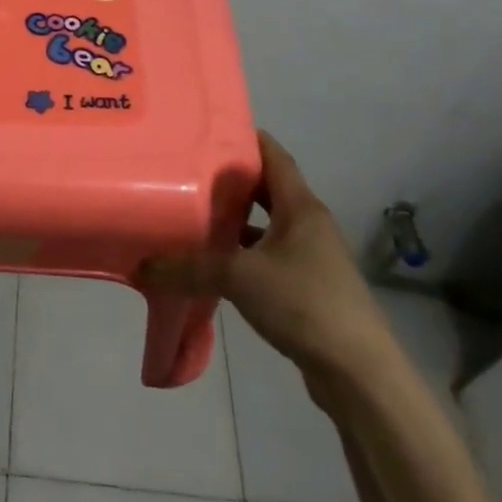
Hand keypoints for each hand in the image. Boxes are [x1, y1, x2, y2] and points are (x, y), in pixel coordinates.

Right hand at [142, 131, 397, 391]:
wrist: (359, 373)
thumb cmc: (304, 303)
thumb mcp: (239, 278)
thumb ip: (189, 267)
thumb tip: (142, 265)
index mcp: (301, 207)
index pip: (273, 155)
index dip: (244, 137)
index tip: (207, 128)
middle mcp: (308, 224)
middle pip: (267, 189)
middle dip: (231, 179)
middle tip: (188, 169)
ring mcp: (311, 257)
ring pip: (267, 224)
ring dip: (236, 219)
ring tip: (193, 211)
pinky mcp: (308, 287)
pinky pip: (268, 255)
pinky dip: (243, 253)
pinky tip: (214, 262)